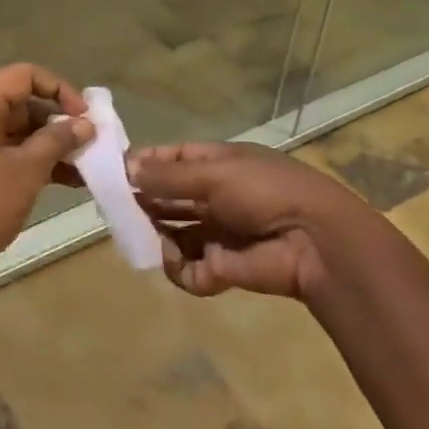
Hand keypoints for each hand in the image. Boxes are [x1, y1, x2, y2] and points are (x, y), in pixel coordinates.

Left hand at [0, 64, 93, 289]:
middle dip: (61, 121)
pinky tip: (72, 182)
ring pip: (23, 131)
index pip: (26, 75)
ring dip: (55, 145)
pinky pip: (15, 152)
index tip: (84, 116)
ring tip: (89, 165)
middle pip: (25, 102)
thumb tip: (86, 125)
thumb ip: (58, 141)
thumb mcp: (27, 170)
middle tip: (93, 142)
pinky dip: (40, 162)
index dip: (59, 89)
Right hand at [128, 142, 363, 300]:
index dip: (144, 163)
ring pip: (170, 233)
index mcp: (218, 164)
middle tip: (116, 208)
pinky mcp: (220, 268)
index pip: (172, 159)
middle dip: (143, 201)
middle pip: (167, 197)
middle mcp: (215, 196)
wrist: (315, 243)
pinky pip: (186, 268)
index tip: (114, 170)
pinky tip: (177, 261)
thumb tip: (126, 168)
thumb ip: (168, 176)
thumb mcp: (214, 173)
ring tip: (142, 236)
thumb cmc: (265, 192)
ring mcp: (217, 234)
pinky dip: (178, 267)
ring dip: (155, 235)